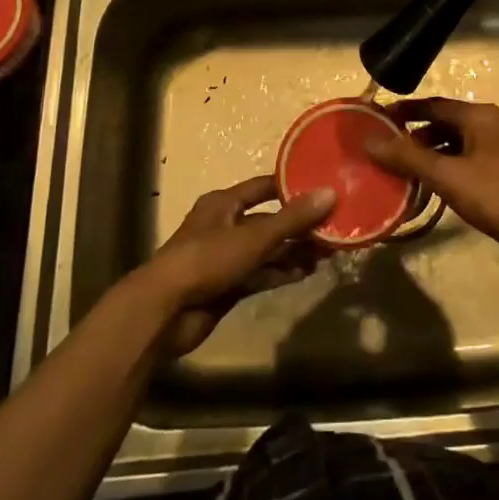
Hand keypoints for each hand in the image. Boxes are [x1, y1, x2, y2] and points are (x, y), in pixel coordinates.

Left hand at [137, 176, 334, 356]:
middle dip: (299, 225)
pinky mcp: (228, 285)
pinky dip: (281, 272)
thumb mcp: (253, 236)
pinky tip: (306, 273)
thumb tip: (331, 192)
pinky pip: (261, 273)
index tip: (323, 187)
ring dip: (294, 251)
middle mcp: (225, 226)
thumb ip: (292, 218)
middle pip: (269, 220)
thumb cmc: (207, 260)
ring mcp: (226, 257)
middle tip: (333, 226)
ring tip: (327, 252)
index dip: (292, 186)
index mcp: (224, 203)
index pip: (264, 187)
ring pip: (267, 249)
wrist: (165, 312)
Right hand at [366, 97, 498, 262]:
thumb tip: (370, 141)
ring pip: (458, 141)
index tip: (379, 119)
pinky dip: (448, 164)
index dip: (406, 111)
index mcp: (481, 115)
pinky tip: (432, 182)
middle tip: (388, 147)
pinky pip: (469, 157)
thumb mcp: (444, 174)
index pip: (435, 105)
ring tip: (405, 167)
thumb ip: (406, 156)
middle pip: (447, 122)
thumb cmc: (491, 195)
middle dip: (417, 134)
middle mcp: (494, 124)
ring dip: (432, 151)